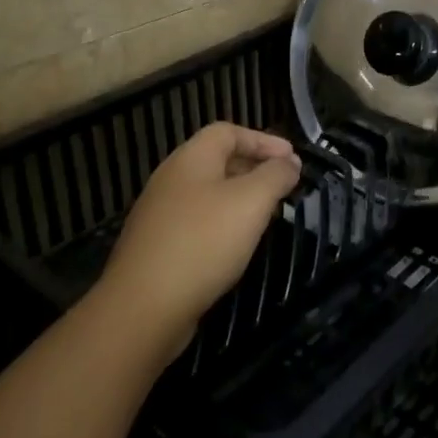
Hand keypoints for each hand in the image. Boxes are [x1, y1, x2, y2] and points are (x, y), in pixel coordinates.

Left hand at [98, 123, 301, 347]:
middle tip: (284, 186)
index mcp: (191, 158)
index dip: (263, 140)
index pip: (228, 131)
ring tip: (267, 216)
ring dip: (240, 198)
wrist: (144, 305)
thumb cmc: (203, 242)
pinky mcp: (158, 245)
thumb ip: (275, 175)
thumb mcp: (251, 202)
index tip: (293, 160)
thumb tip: (289, 162)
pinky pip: (197, 222)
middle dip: (254, 168)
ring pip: (208, 193)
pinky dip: (222, 224)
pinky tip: (236, 246)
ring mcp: (160, 213)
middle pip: (217, 160)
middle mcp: (171, 178)